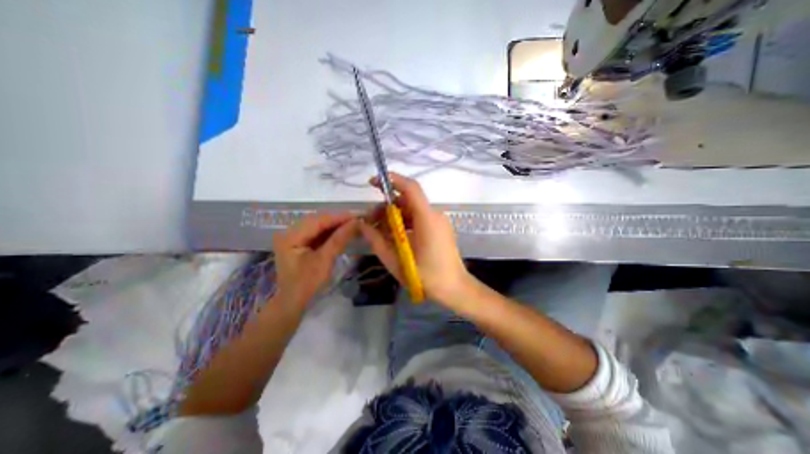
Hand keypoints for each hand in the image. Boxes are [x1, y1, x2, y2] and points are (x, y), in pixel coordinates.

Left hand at [271, 213, 356, 308]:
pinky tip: (343, 231)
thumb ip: (339, 239)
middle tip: (358, 219)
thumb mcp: (324, 260)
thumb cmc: (307, 284)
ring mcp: (295, 237)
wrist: (293, 303)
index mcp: (291, 236)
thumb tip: (356, 223)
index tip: (358, 216)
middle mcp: (290, 232)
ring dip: (336, 225)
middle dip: (338, 220)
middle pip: (318, 220)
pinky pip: (318, 233)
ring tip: (353, 224)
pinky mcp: (301, 243)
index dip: (339, 217)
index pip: (318, 221)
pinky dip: (331, 232)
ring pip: (319, 225)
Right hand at [359, 174, 472, 303]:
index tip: (373, 183)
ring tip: (379, 231)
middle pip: (408, 200)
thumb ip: (376, 240)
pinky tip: (394, 236)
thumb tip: (362, 225)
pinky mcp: (439, 229)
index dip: (391, 181)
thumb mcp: (395, 260)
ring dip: (394, 216)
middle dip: (386, 207)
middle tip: (370, 222)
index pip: (410, 188)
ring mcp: (439, 222)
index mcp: (427, 219)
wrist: (454, 289)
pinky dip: (404, 223)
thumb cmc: (426, 277)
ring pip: (412, 210)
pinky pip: (418, 219)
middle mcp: (435, 215)